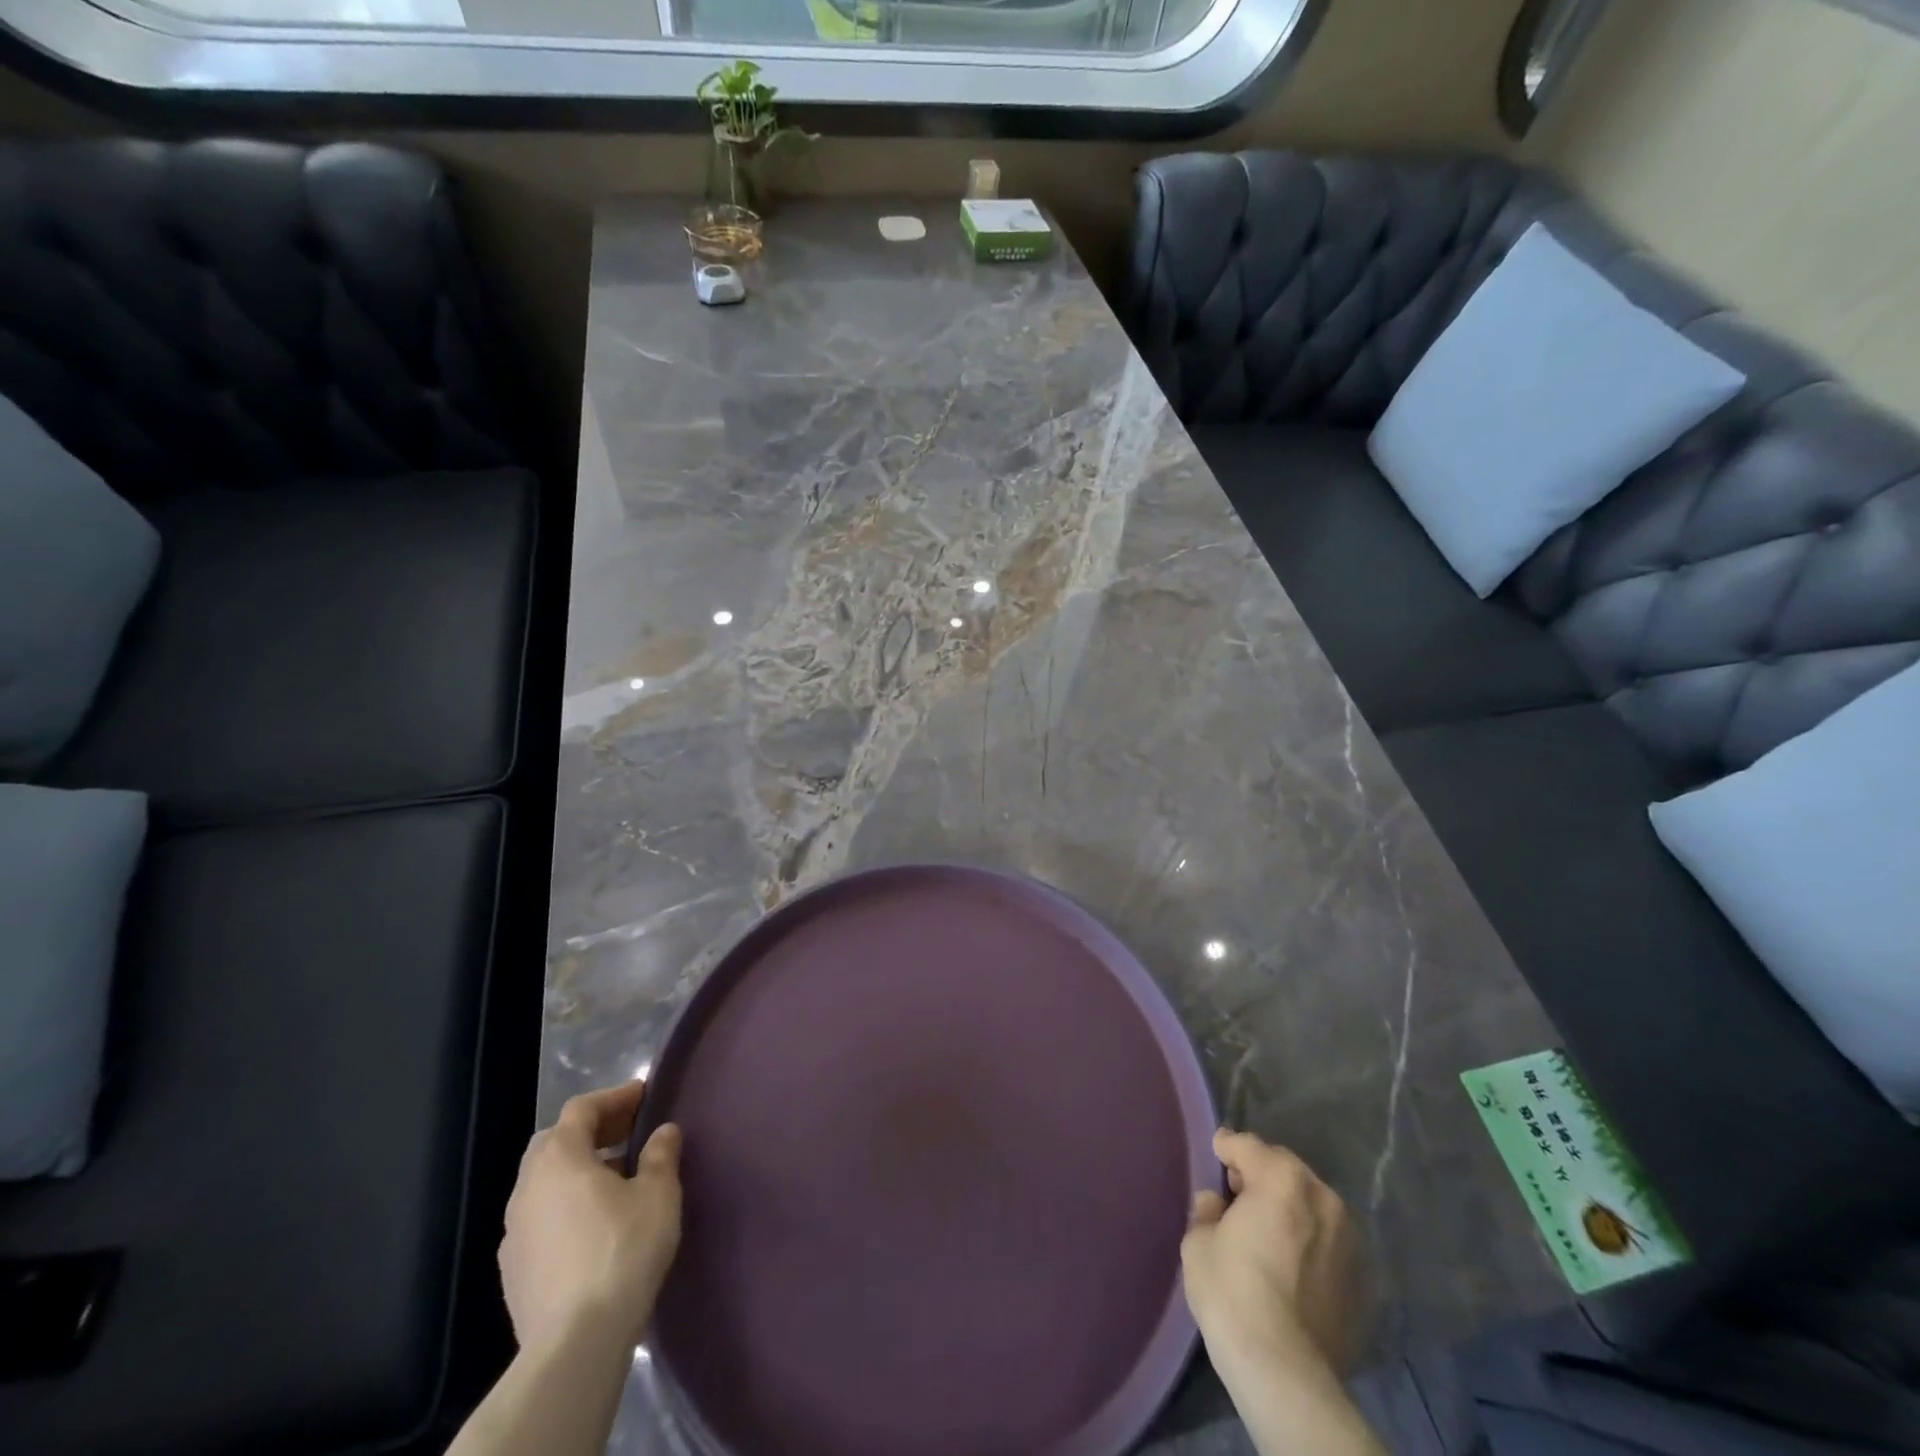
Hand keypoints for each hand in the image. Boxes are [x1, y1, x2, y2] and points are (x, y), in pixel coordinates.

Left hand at [499, 1080, 682, 1354]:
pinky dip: (565, 1207)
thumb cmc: (622, 1251)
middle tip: (627, 1134)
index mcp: (559, 1159)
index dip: (614, 1097)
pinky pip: (540, 1219)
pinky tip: (593, 1226)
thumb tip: (663, 1132)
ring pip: (543, 1183)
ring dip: (576, 1171)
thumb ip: (661, 1155)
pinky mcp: (512, 1272)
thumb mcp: (658, 1193)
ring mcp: (513, 1233)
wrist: (575, 1343)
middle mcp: (527, 1188)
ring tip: (615, 1180)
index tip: (644, 1095)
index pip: (582, 1109)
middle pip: (554, 1142)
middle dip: (591, 1132)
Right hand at [1181, 1129, 1366, 1385]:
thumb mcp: (1198, 1241)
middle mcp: (1322, 1197)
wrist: (1285, 1374)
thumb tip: (1218, 1204)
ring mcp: (1349, 1239)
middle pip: (1284, 1168)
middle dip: (1260, 1174)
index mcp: (1281, 1179)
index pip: (1246, 1145)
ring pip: (1311, 1204)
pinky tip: (1292, 1267)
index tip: (1215, 1155)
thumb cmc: (1233, 1294)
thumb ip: (1208, 1209)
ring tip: (1269, 1233)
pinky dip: (1310, 1242)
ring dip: (1289, 1207)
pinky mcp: (1363, 1279)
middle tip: (1238, 1197)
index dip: (1226, 1148)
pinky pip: (1328, 1241)